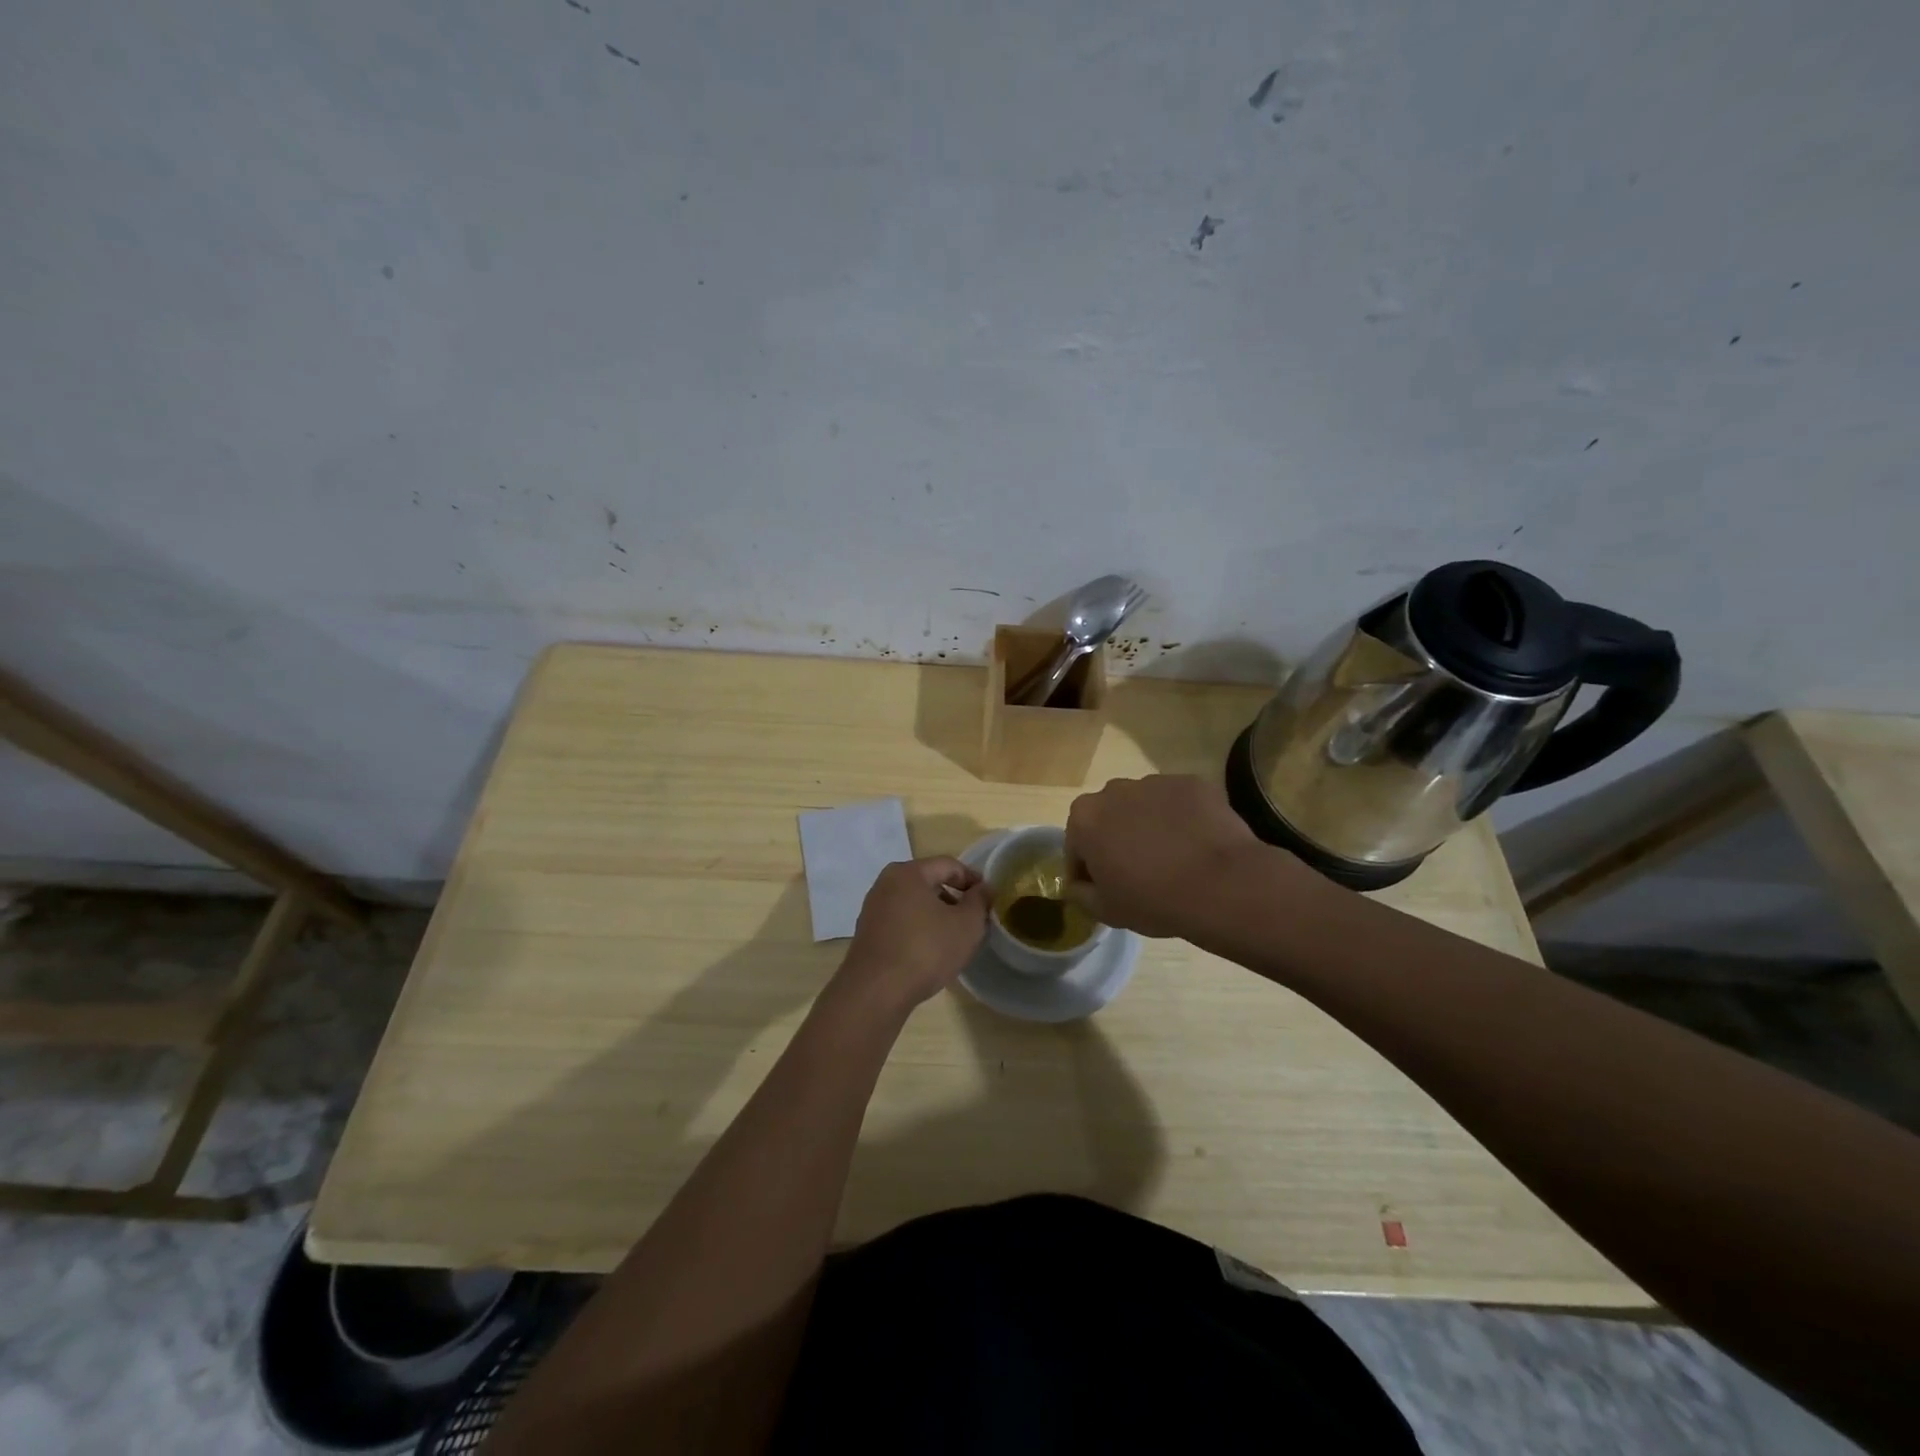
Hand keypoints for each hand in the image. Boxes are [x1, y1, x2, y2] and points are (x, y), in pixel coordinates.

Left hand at [834, 857, 991, 1014]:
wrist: (876, 992)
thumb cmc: (926, 950)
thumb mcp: (966, 925)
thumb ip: (979, 901)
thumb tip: (984, 888)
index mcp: (908, 873)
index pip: (948, 865)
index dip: (972, 879)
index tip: (988, 897)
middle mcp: (885, 884)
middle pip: (928, 882)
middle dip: (953, 898)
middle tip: (973, 919)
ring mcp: (873, 909)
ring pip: (913, 904)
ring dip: (936, 915)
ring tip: (953, 938)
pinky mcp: (867, 934)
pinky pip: (900, 922)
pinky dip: (918, 929)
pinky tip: (929, 952)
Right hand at [1065, 775, 1274, 938]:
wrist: (1221, 885)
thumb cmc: (1153, 900)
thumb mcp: (1105, 911)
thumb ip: (1081, 893)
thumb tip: (1079, 884)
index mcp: (1085, 818)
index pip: (1076, 845)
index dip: (1087, 869)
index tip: (1104, 887)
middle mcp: (1114, 790)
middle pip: (1108, 817)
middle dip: (1116, 838)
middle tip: (1138, 871)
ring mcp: (1155, 782)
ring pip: (1143, 805)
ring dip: (1148, 825)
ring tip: (1172, 857)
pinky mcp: (1191, 783)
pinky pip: (1178, 802)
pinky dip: (1182, 818)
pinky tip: (1196, 845)